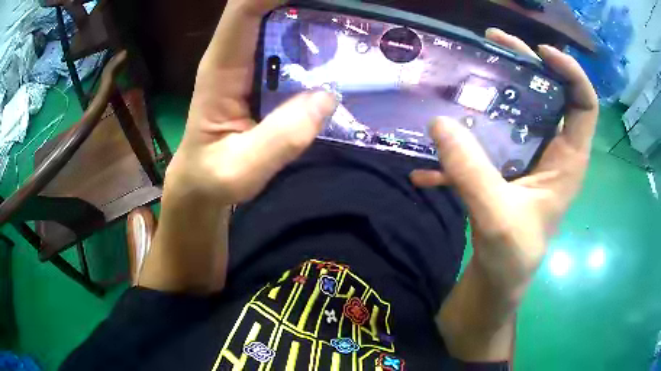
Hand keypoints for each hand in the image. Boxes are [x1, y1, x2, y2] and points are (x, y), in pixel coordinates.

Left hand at [164, 0, 336, 205]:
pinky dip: (309, 32)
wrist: (200, 184)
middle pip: (261, 6)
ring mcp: (246, 62)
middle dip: (300, 1)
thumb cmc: (211, 177)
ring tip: (346, 21)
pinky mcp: (259, 73)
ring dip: (307, 10)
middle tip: (343, 8)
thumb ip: (279, 139)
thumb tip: (328, 97)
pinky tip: (337, 42)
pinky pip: (285, 40)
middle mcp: (232, 56)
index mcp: (220, 69)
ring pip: (274, 17)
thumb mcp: (240, 169)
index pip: (244, 12)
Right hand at [411, 29, 598, 291]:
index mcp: (568, 159)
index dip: (570, 72)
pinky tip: (437, 144)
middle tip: (493, 41)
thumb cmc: (513, 257)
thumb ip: (472, 174)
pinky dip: (467, 134)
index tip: (541, 52)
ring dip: (495, 87)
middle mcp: (553, 150)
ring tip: (468, 68)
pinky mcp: (507, 164)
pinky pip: (491, 135)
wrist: (498, 280)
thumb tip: (440, 122)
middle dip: (526, 63)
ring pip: (520, 108)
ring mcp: (529, 155)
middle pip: (550, 94)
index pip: (584, 103)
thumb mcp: (497, 219)